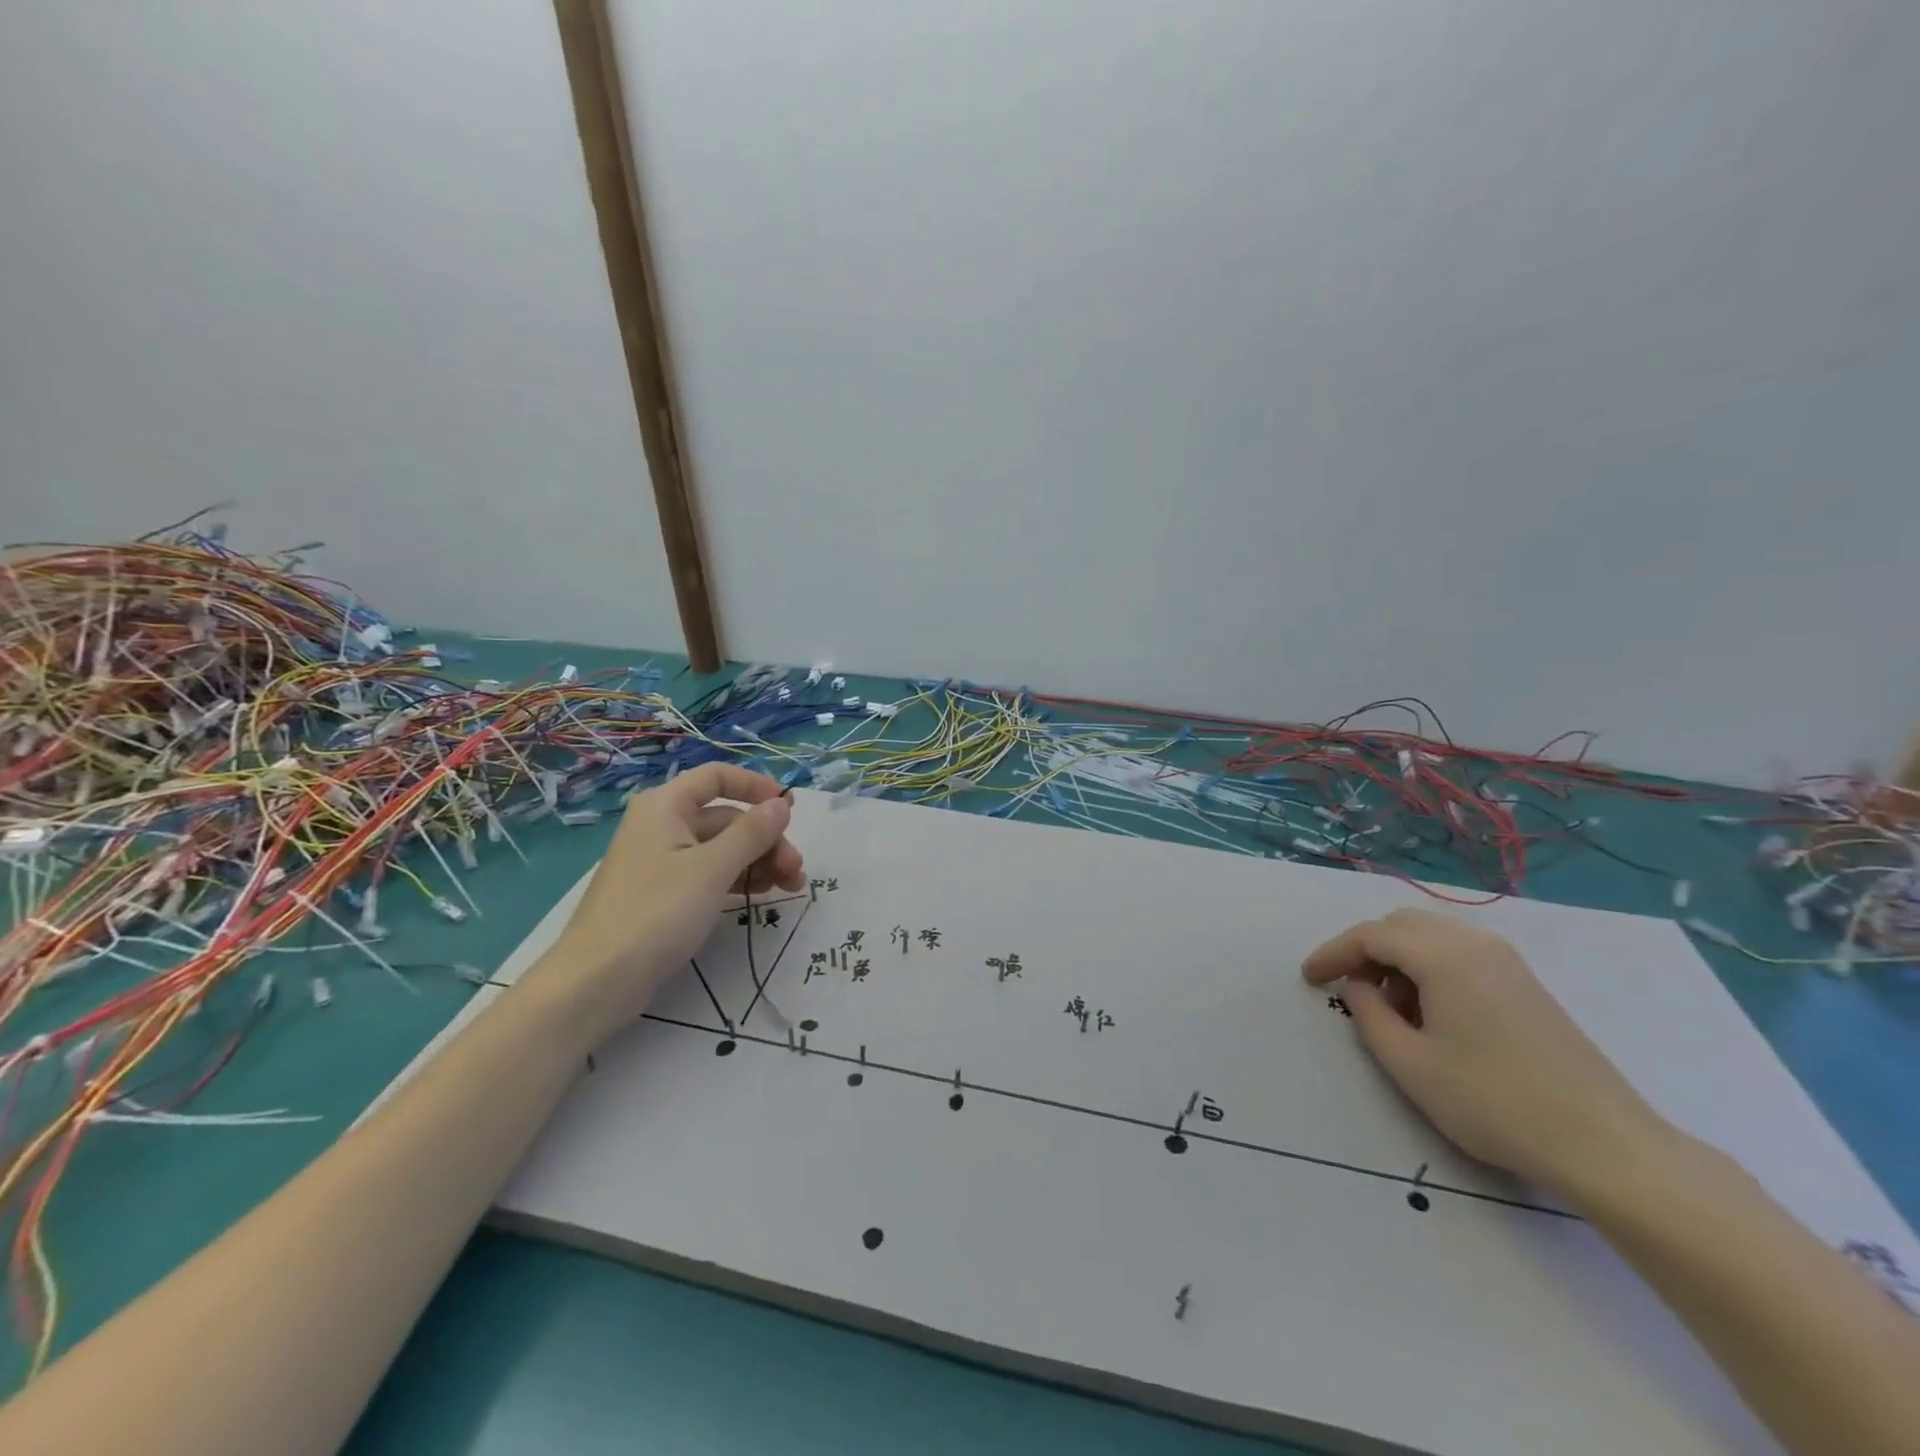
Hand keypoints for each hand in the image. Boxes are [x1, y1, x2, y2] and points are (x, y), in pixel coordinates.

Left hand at [521, 765, 804, 1047]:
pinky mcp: (663, 894)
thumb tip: (781, 804)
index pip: (717, 777)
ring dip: (758, 861)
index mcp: (665, 807)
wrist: (596, 982)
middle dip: (766, 838)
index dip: (757, 787)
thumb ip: (752, 833)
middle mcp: (662, 825)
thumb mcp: (712, 869)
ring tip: (790, 886)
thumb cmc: (656, 914)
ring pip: (721, 848)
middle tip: (796, 870)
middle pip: (726, 817)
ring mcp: (661, 861)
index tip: (791, 810)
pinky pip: (709, 873)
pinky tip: (762, 894)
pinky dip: (738, 878)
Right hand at [1301, 907, 1667, 1195]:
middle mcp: (1474, 945)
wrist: (1606, 1145)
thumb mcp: (1410, 1065)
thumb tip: (1358, 988)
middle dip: (1365, 949)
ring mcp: (1507, 963)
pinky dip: (1430, 968)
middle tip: (1346, 988)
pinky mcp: (1526, 985)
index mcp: (1443, 956)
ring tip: (1388, 1007)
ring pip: (1433, 937)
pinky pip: (1460, 955)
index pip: (1371, 935)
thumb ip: (1369, 1016)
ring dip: (1398, 958)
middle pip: (1402, 925)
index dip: (1333, 953)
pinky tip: (1430, 1013)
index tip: (1309, 979)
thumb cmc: (1494, 1102)